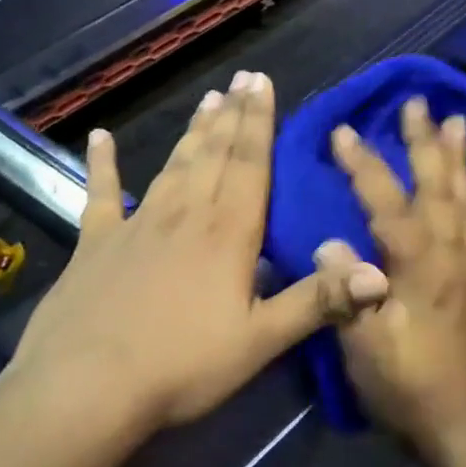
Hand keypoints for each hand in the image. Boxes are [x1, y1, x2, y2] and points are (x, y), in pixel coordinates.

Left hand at [11, 71, 389, 438]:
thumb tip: (380, 274)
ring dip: (193, 132)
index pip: (249, 164)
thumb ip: (318, 302)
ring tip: (208, 99)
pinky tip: (99, 138)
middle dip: (232, 115)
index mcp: (227, 233)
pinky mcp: (95, 243)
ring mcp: (136, 225)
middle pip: (214, 154)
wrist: (85, 388)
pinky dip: (101, 164)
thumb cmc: (182, 365)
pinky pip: (100, 194)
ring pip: (173, 166)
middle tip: (242, 78)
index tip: (263, 83)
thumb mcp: (259, 340)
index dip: (259, 122)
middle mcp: (185, 214)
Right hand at [320, 97, 465, 466]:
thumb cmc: (406, 384)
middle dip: (425, 142)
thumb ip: (347, 292)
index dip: (365, 166)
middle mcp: (449, 253)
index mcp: (419, 265)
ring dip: (457, 157)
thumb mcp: (365, 346)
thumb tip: (331, 243)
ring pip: (463, 197)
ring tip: (457, 122)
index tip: (343, 131)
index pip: (388, 202)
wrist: (461, 421)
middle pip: (438, 185)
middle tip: (418, 103)